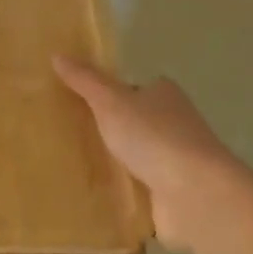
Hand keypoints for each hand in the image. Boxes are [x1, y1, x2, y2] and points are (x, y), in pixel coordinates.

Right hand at [53, 57, 237, 248]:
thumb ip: (85, 80)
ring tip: (72, 167)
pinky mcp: (172, 199)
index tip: (79, 102)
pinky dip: (120, 195)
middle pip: (134, 124)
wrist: (195, 196)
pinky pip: (138, 193)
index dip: (109, 93)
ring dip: (114, 165)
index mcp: (164, 95)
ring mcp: (175, 164)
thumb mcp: (111, 101)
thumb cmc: (154, 137)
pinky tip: (92, 199)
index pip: (134, 88)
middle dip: (109, 130)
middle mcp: (174, 125)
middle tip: (68, 135)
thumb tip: (57, 55)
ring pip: (136, 159)